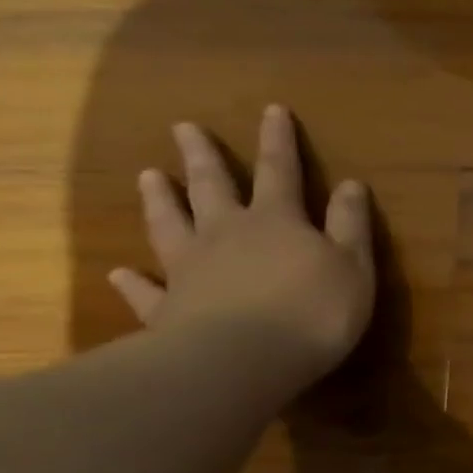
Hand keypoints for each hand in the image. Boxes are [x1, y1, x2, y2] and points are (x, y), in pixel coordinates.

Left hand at [109, 105, 375, 386]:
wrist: (242, 362)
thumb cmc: (312, 311)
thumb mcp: (352, 265)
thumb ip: (349, 224)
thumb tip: (352, 184)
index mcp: (277, 222)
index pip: (280, 172)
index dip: (278, 141)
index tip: (271, 110)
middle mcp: (227, 235)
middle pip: (212, 188)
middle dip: (203, 157)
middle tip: (183, 128)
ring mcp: (190, 270)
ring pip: (171, 226)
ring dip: (161, 201)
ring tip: (148, 176)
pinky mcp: (167, 310)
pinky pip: (146, 291)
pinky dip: (133, 281)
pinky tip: (120, 272)